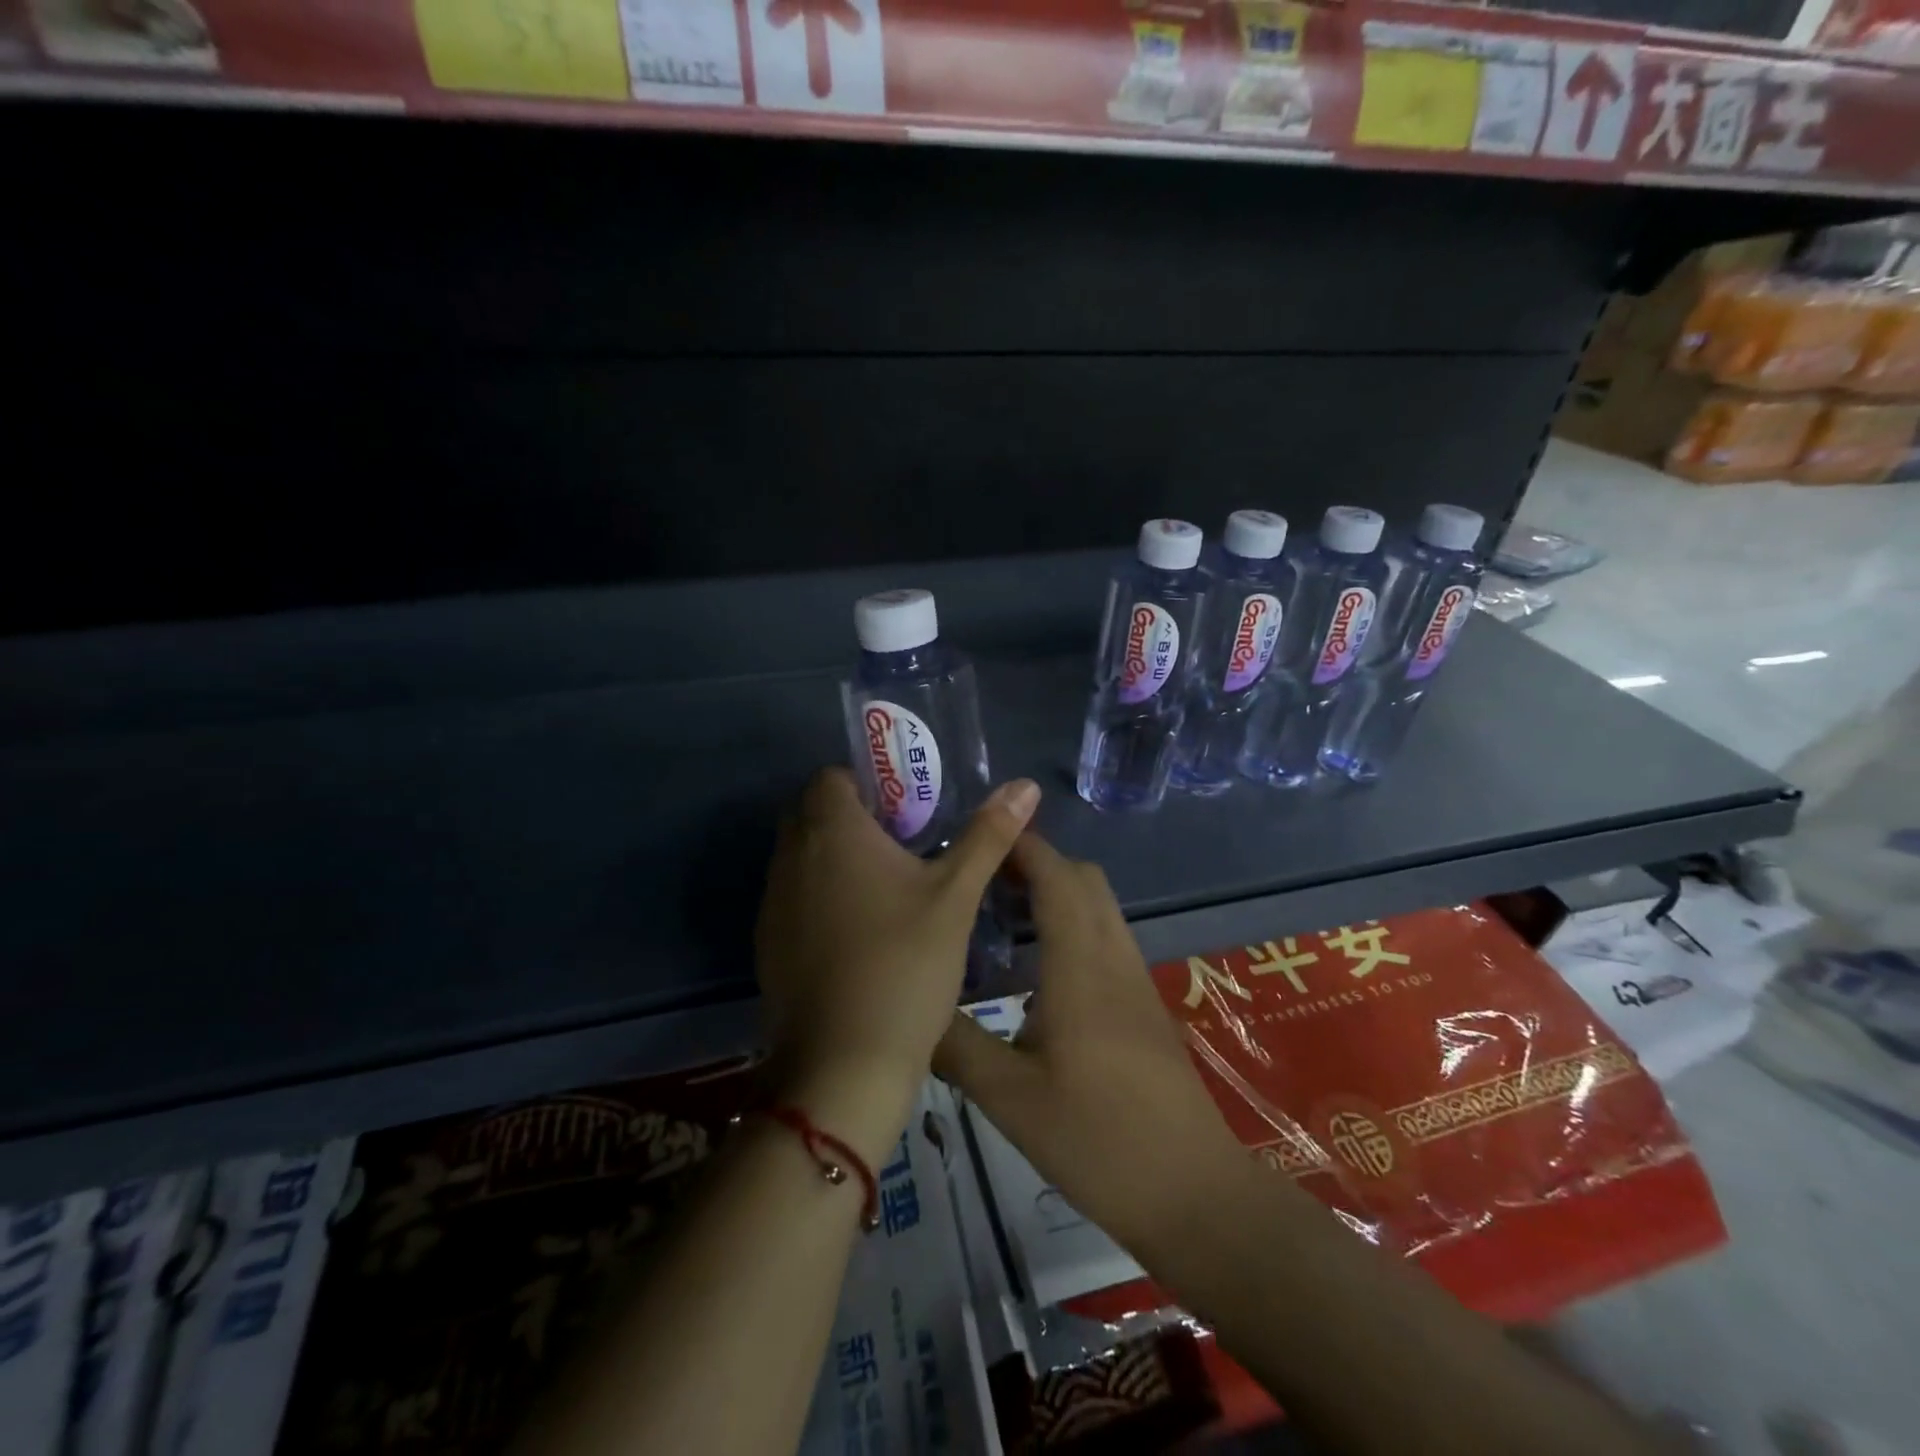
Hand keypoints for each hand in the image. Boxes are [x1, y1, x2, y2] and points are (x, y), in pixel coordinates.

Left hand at [755, 767, 1038, 1164]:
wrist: (844, 1064)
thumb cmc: (905, 964)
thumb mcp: (955, 895)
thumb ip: (988, 835)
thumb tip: (1025, 785)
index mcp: (831, 831)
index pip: (832, 777)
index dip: (870, 784)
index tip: (908, 811)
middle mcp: (791, 857)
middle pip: (815, 813)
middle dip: (857, 819)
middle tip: (907, 846)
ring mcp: (773, 902)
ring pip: (803, 857)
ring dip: (838, 859)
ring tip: (890, 891)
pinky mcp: (768, 943)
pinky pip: (795, 897)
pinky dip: (822, 898)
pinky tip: (862, 934)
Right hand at [934, 831, 1250, 1253]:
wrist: (1193, 1193)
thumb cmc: (1099, 1140)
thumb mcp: (1010, 1098)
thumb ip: (956, 1045)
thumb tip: (910, 1009)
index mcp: (1080, 965)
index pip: (1056, 876)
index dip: (1022, 846)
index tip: (978, 837)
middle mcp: (1114, 957)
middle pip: (1084, 879)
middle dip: (1038, 863)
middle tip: (983, 879)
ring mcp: (1136, 980)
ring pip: (1099, 907)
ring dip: (1057, 893)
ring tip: (1001, 917)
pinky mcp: (1145, 1005)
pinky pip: (1107, 938)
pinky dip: (1073, 925)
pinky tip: (1038, 970)